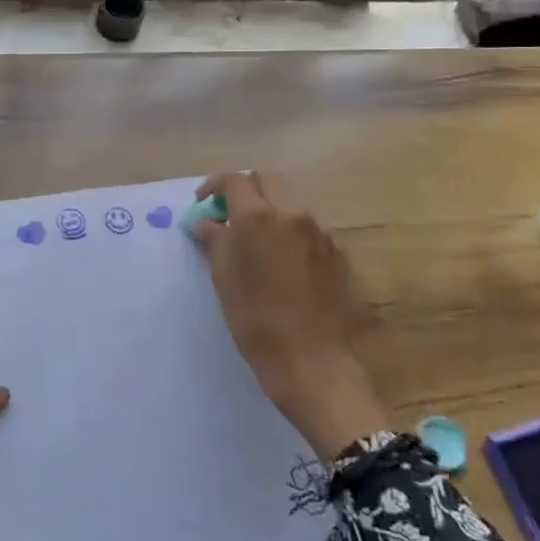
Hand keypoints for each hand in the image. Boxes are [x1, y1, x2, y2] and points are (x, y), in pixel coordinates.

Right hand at [192, 174, 392, 460]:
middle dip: (245, 190)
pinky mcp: (336, 251)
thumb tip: (205, 222)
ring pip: (290, 201)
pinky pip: (307, 227)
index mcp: (258, 218)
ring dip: (270, 210)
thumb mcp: (224, 280)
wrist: (311, 361)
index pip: (234, 181)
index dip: (214, 187)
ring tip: (256, 241)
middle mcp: (291, 214)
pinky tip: (282, 262)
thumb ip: (214, 242)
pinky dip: (290, 231)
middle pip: (266, 180)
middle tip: (230, 216)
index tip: (203, 204)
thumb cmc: (256, 322)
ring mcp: (318, 231)